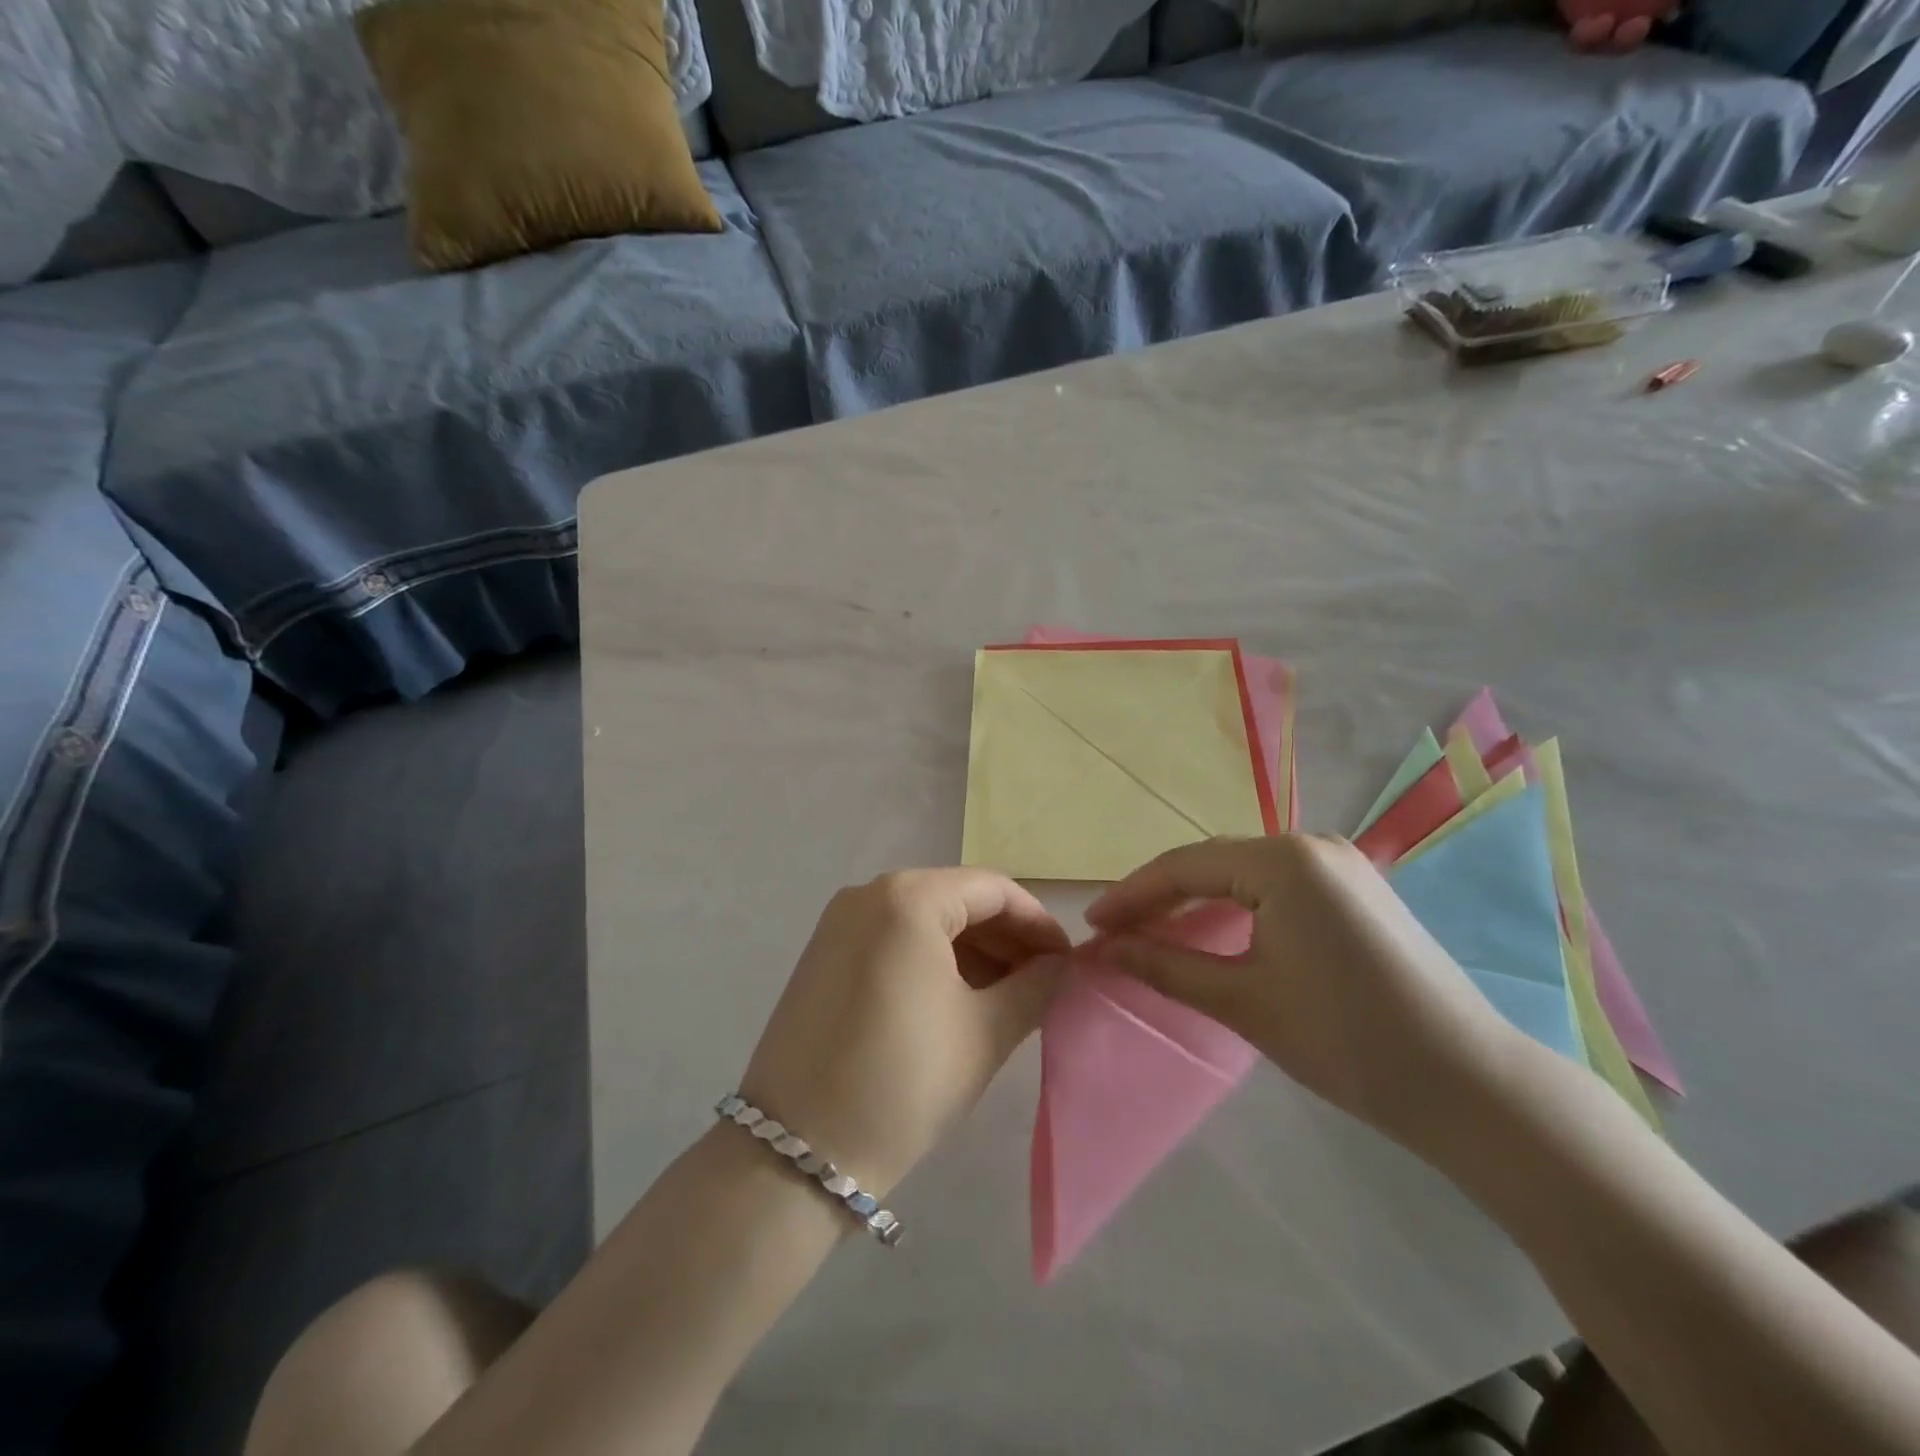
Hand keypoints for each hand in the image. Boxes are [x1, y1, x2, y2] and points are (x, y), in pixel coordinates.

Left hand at [740, 869, 1069, 1199]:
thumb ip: (1035, 988)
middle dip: (1006, 939)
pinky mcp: (824, 955)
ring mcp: (840, 923)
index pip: (994, 890)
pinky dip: (933, 960)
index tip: (1068, 963)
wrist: (796, 1153)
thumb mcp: (984, 1033)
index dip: (1038, 924)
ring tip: (1010, 997)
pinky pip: (894, 939)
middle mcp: (868, 893)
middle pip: (957, 900)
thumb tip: (1061, 966)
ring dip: (973, 951)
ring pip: (925, 920)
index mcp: (908, 897)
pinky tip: (961, 998)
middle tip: (1045, 983)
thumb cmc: (903, 1081)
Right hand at [1085, 835, 1530, 1150]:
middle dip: (1160, 896)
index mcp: (1284, 860)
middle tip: (1116, 932)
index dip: (1131, 895)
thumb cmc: (1347, 1040)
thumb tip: (1104, 949)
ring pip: (1243, 872)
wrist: (1471, 1086)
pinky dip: (1235, 906)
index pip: (1184, 866)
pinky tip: (1214, 931)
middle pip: (1213, 862)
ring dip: (1196, 900)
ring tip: (1153, 932)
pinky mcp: (1357, 891)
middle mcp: (1312, 845)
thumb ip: (1165, 965)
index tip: (1091, 926)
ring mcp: (1341, 865)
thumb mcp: (1243, 1001)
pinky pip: (1276, 885)